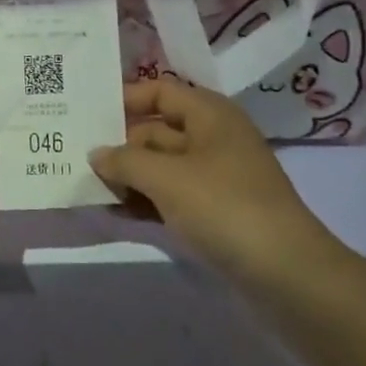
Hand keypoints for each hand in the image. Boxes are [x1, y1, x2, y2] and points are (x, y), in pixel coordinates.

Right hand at [89, 78, 341, 284]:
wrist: (287, 274)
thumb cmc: (224, 207)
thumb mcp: (167, 178)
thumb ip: (124, 161)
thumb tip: (96, 153)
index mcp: (210, 114)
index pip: (160, 91)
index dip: (125, 99)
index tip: (87, 114)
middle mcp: (213, 138)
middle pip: (157, 130)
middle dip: (120, 144)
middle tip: (77, 157)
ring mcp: (216, 177)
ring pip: (162, 166)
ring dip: (130, 176)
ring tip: (88, 187)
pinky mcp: (216, 211)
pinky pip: (172, 196)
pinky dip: (147, 201)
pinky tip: (116, 213)